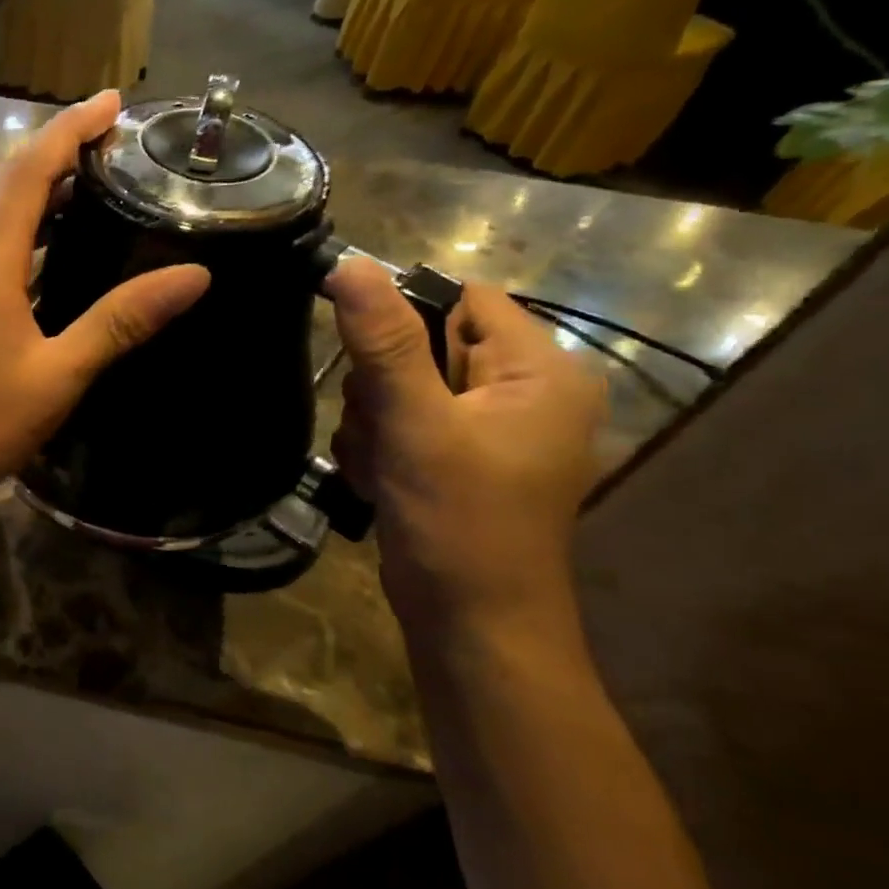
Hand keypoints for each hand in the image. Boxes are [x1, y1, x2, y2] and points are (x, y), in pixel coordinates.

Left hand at [0, 92, 209, 513]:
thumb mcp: (58, 375)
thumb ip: (121, 321)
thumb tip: (193, 276)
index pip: (29, 168)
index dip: (72, 128)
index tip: (115, 102)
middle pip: (7, 181)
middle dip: (59, 151)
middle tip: (116, 144)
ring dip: (38, 190)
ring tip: (93, 185)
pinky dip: (20, 228)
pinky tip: (50, 248)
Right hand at [325, 256, 606, 654]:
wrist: (470, 625)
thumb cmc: (459, 520)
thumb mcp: (417, 423)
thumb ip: (384, 342)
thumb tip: (350, 263)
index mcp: (539, 371)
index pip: (461, 300)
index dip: (404, 316)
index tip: (361, 355)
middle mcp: (519, 392)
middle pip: (421, 344)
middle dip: (380, 384)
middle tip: (382, 429)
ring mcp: (485, 429)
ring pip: (398, 387)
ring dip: (371, 421)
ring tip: (380, 465)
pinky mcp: (455, 458)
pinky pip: (399, 424)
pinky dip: (377, 447)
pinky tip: (378, 480)